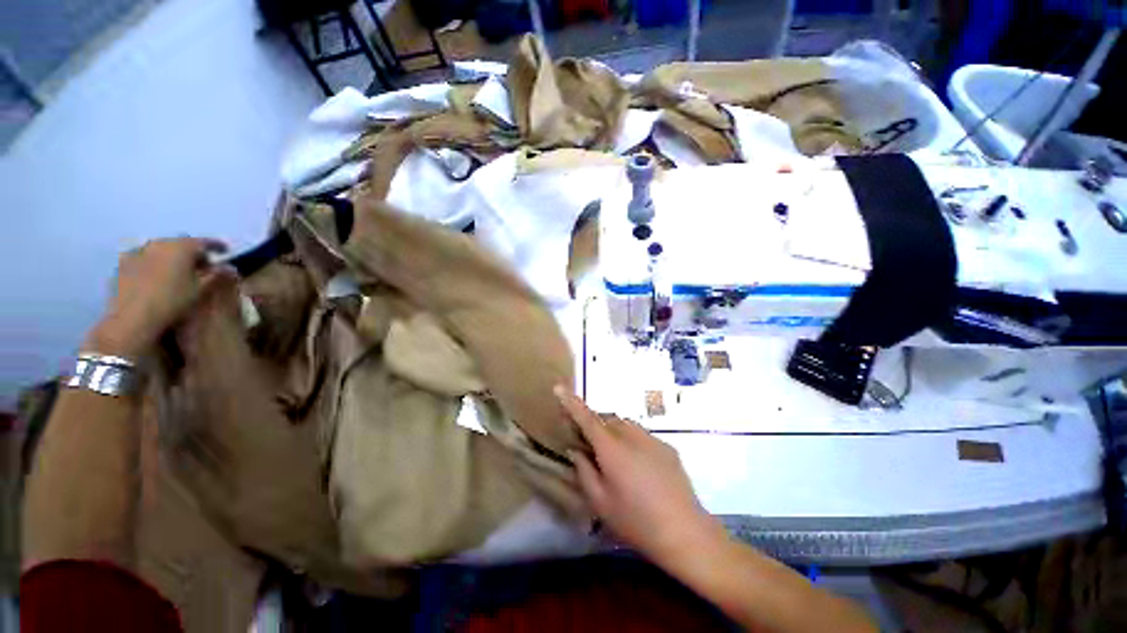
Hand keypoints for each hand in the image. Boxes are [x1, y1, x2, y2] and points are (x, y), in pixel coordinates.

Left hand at [87, 238, 230, 357]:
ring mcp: (139, 251)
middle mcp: (160, 243)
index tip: (225, 251)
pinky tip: (156, 275)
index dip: (216, 246)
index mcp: (182, 247)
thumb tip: (228, 266)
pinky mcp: (124, 263)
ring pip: (161, 249)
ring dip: (172, 256)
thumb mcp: (201, 289)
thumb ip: (216, 274)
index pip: (204, 242)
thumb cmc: (173, 301)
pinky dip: (154, 262)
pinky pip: (144, 257)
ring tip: (179, 270)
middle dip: (192, 252)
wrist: (133, 317)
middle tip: (201, 265)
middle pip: (181, 243)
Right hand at [555, 386, 723, 564]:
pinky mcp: (666, 446)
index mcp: (611, 448)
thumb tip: (575, 450)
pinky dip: (632, 442)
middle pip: (606, 419)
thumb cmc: (636, 521)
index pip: (586, 418)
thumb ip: (584, 471)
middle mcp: (631, 435)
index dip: (571, 402)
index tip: (558, 387)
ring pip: (625, 425)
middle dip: (595, 426)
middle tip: (590, 446)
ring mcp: (651, 438)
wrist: (685, 532)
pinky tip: (640, 468)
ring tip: (616, 459)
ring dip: (614, 432)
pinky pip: (641, 435)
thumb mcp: (600, 502)